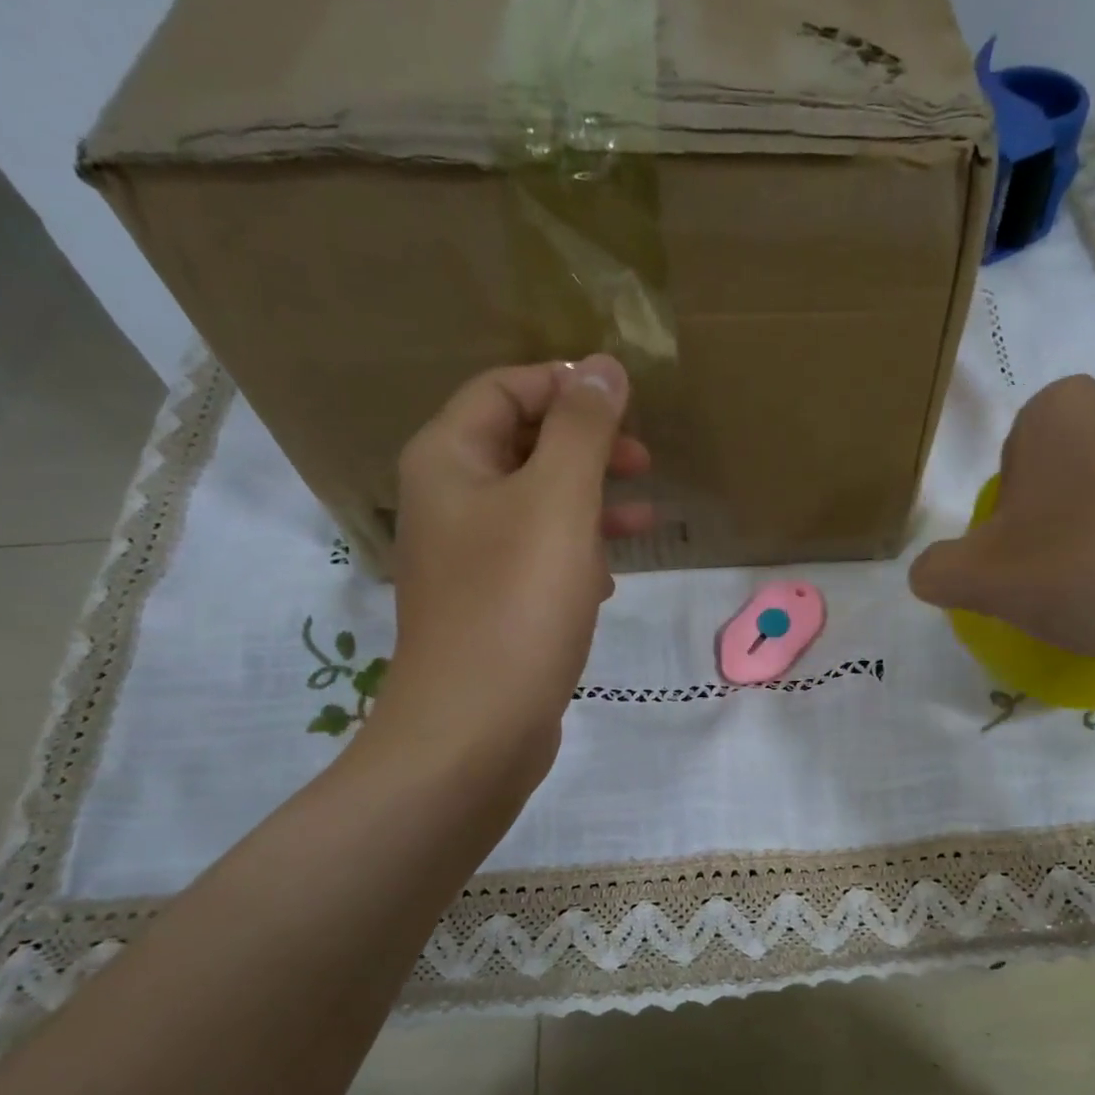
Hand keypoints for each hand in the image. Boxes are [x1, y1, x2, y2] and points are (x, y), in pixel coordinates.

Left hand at [363, 355, 652, 787]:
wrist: (476, 728)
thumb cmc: (517, 604)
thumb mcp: (559, 502)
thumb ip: (583, 430)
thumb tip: (604, 367)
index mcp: (449, 460)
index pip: (504, 389)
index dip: (566, 386)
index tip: (629, 405)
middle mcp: (448, 501)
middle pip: (521, 446)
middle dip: (586, 447)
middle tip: (644, 461)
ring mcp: (468, 559)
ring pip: (536, 507)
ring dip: (591, 503)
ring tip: (646, 517)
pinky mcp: (491, 606)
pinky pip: (537, 558)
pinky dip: (577, 554)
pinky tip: (610, 578)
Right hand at [909, 378, 1094, 729]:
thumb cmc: (1081, 575)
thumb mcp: (978, 582)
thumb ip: (938, 570)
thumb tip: (929, 574)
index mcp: (1061, 409)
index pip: (1018, 456)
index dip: (1015, 512)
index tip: (1025, 559)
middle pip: (1081, 461)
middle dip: (1070, 508)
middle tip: (1071, 573)